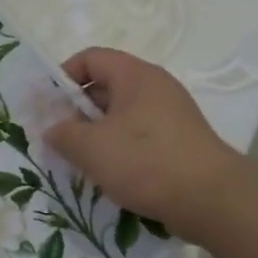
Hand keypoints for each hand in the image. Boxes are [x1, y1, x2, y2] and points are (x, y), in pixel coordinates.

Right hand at [44, 47, 242, 239]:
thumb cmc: (145, 161)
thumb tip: (53, 129)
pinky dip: (119, 148)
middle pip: (106, 86)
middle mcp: (156, 87)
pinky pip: (139, 135)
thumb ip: (63, 134)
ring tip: (79, 159)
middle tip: (58, 137)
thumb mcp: (91, 147)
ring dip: (96, 133)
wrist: (210, 198)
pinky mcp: (179, 141)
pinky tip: (108, 173)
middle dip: (77, 109)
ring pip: (122, 114)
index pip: (91, 58)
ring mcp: (171, 115)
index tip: (46, 105)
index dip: (63, 76)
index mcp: (135, 75)